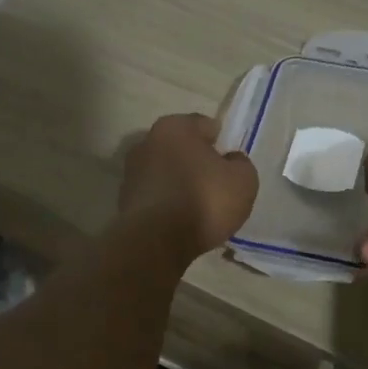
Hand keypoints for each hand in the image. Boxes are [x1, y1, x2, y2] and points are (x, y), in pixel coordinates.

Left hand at [118, 113, 258, 259]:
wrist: (157, 243)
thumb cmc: (204, 201)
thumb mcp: (243, 180)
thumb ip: (240, 163)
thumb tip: (230, 160)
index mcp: (175, 127)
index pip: (205, 125)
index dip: (222, 144)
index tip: (230, 165)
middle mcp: (147, 142)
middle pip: (182, 148)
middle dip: (198, 162)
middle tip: (216, 185)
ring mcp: (131, 172)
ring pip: (166, 171)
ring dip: (180, 182)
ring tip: (198, 207)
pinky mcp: (123, 200)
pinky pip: (156, 195)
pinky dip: (167, 202)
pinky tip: (180, 220)